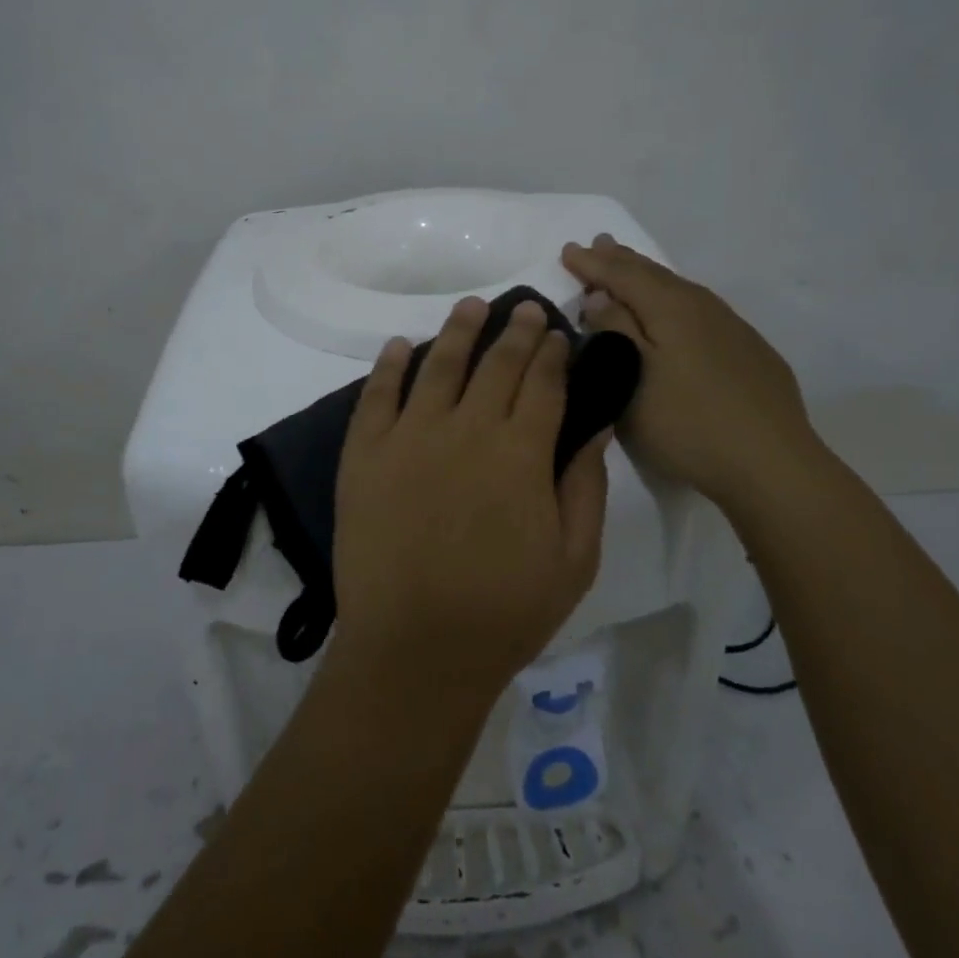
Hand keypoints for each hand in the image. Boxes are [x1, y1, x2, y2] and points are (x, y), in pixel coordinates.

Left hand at [332, 297, 609, 698]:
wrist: (415, 651)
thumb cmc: (505, 612)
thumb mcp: (574, 559)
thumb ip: (585, 485)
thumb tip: (593, 424)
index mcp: (521, 453)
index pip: (542, 383)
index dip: (552, 352)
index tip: (556, 332)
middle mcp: (465, 430)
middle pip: (495, 365)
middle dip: (515, 331)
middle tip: (525, 307)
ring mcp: (409, 438)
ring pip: (437, 366)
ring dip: (458, 331)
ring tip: (471, 306)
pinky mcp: (364, 455)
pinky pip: (376, 397)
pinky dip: (389, 366)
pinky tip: (401, 345)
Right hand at [561, 235, 823, 513]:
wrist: (771, 463)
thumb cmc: (687, 422)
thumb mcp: (633, 378)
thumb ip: (614, 331)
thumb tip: (599, 296)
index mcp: (671, 307)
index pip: (623, 274)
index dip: (593, 264)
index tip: (568, 251)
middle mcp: (703, 306)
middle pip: (654, 275)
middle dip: (621, 260)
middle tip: (599, 244)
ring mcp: (732, 328)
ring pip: (680, 290)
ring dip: (649, 277)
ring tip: (631, 269)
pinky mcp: (749, 351)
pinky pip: (700, 310)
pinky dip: (675, 300)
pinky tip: (676, 312)